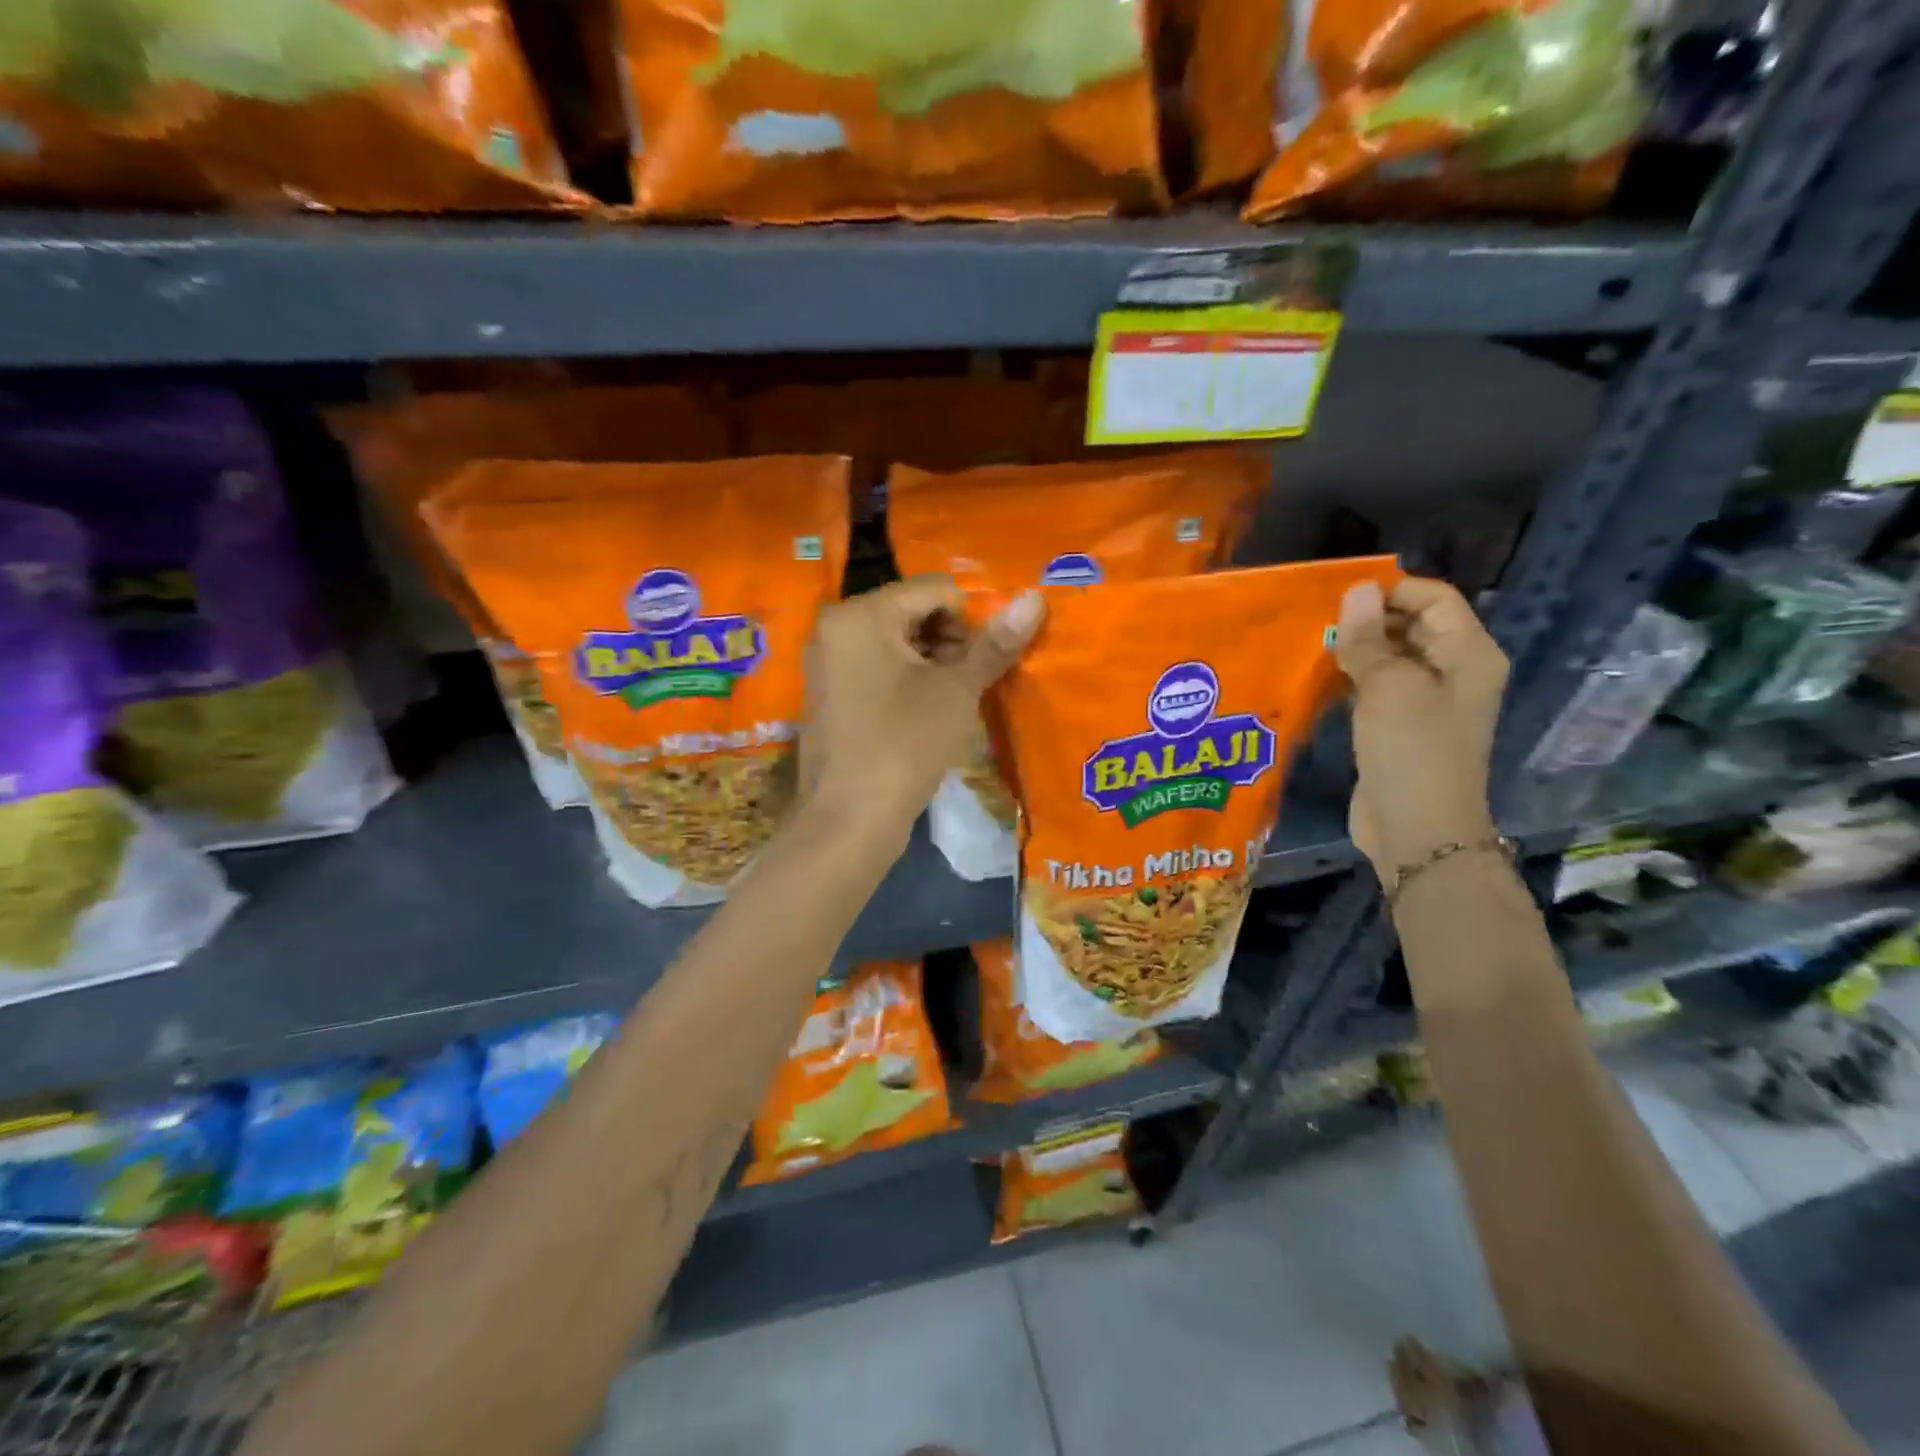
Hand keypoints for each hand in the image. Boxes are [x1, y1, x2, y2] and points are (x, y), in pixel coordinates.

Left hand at [800, 578, 1044, 850]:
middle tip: (969, 683)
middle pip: (912, 611)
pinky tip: (925, 712)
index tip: (987, 660)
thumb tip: (1035, 598)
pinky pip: (876, 666)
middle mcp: (835, 626)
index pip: (934, 589)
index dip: (972, 619)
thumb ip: (994, 643)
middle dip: (950, 640)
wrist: (849, 820)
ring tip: (952, 701)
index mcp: (861, 614)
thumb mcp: (957, 691)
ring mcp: (826, 661)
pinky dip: (906, 678)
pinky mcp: (828, 692)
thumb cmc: (904, 745)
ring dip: (932, 661)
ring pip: (895, 641)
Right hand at [1334, 576, 1506, 876]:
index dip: (1391, 591)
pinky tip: (1319, 678)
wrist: (1416, 829)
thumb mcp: (1388, 687)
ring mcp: (1427, 702)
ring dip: (1355, 650)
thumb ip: (1368, 638)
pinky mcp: (1399, 727)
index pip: (1434, 598)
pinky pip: (1376, 688)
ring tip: (1312, 646)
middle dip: (1368, 619)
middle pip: (1412, 625)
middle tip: (1317, 622)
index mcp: (1469, 654)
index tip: (1339, 598)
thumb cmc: (1411, 750)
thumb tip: (1356, 590)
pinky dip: (1351, 679)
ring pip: (1390, 657)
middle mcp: (1454, 672)